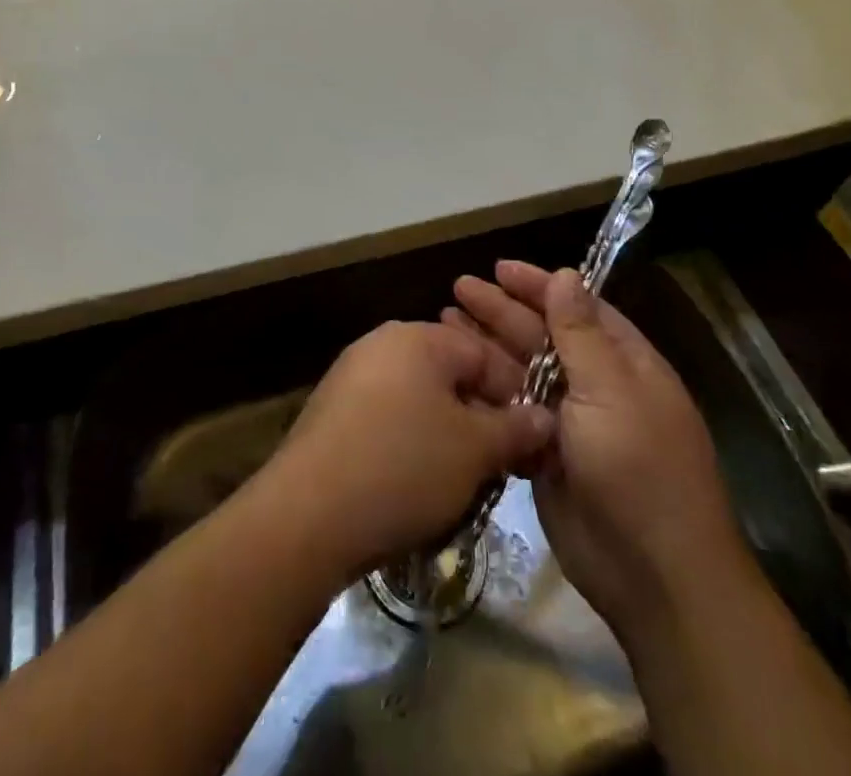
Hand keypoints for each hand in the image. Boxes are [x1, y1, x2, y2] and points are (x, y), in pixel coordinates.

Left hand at [251, 320, 554, 584]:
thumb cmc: (402, 467)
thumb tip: (545, 417)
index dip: (516, 396)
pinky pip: (387, 417)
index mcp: (419, 336)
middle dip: (480, 417)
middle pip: (450, 374)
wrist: (306, 514)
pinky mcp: (330, 411)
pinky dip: (409, 443)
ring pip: (419, 398)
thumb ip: (516, 428)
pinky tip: (414, 484)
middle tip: (499, 465)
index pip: (485, 353)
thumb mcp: (474, 451)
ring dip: (446, 434)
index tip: (532, 443)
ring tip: (462, 481)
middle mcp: (382, 343)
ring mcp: (351, 375)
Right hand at [446, 261, 755, 655]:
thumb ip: (581, 332)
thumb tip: (567, 274)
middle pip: (541, 336)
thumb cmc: (638, 467)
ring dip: (486, 347)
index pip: (576, 307)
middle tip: (458, 288)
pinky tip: (455, 377)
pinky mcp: (545, 456)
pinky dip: (486, 392)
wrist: (654, 575)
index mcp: (623, 362)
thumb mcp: (611, 390)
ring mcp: (569, 422)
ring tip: (444, 321)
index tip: (499, 268)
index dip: (538, 286)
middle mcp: (596, 385)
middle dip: (501, 311)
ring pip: (521, 372)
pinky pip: (511, 412)